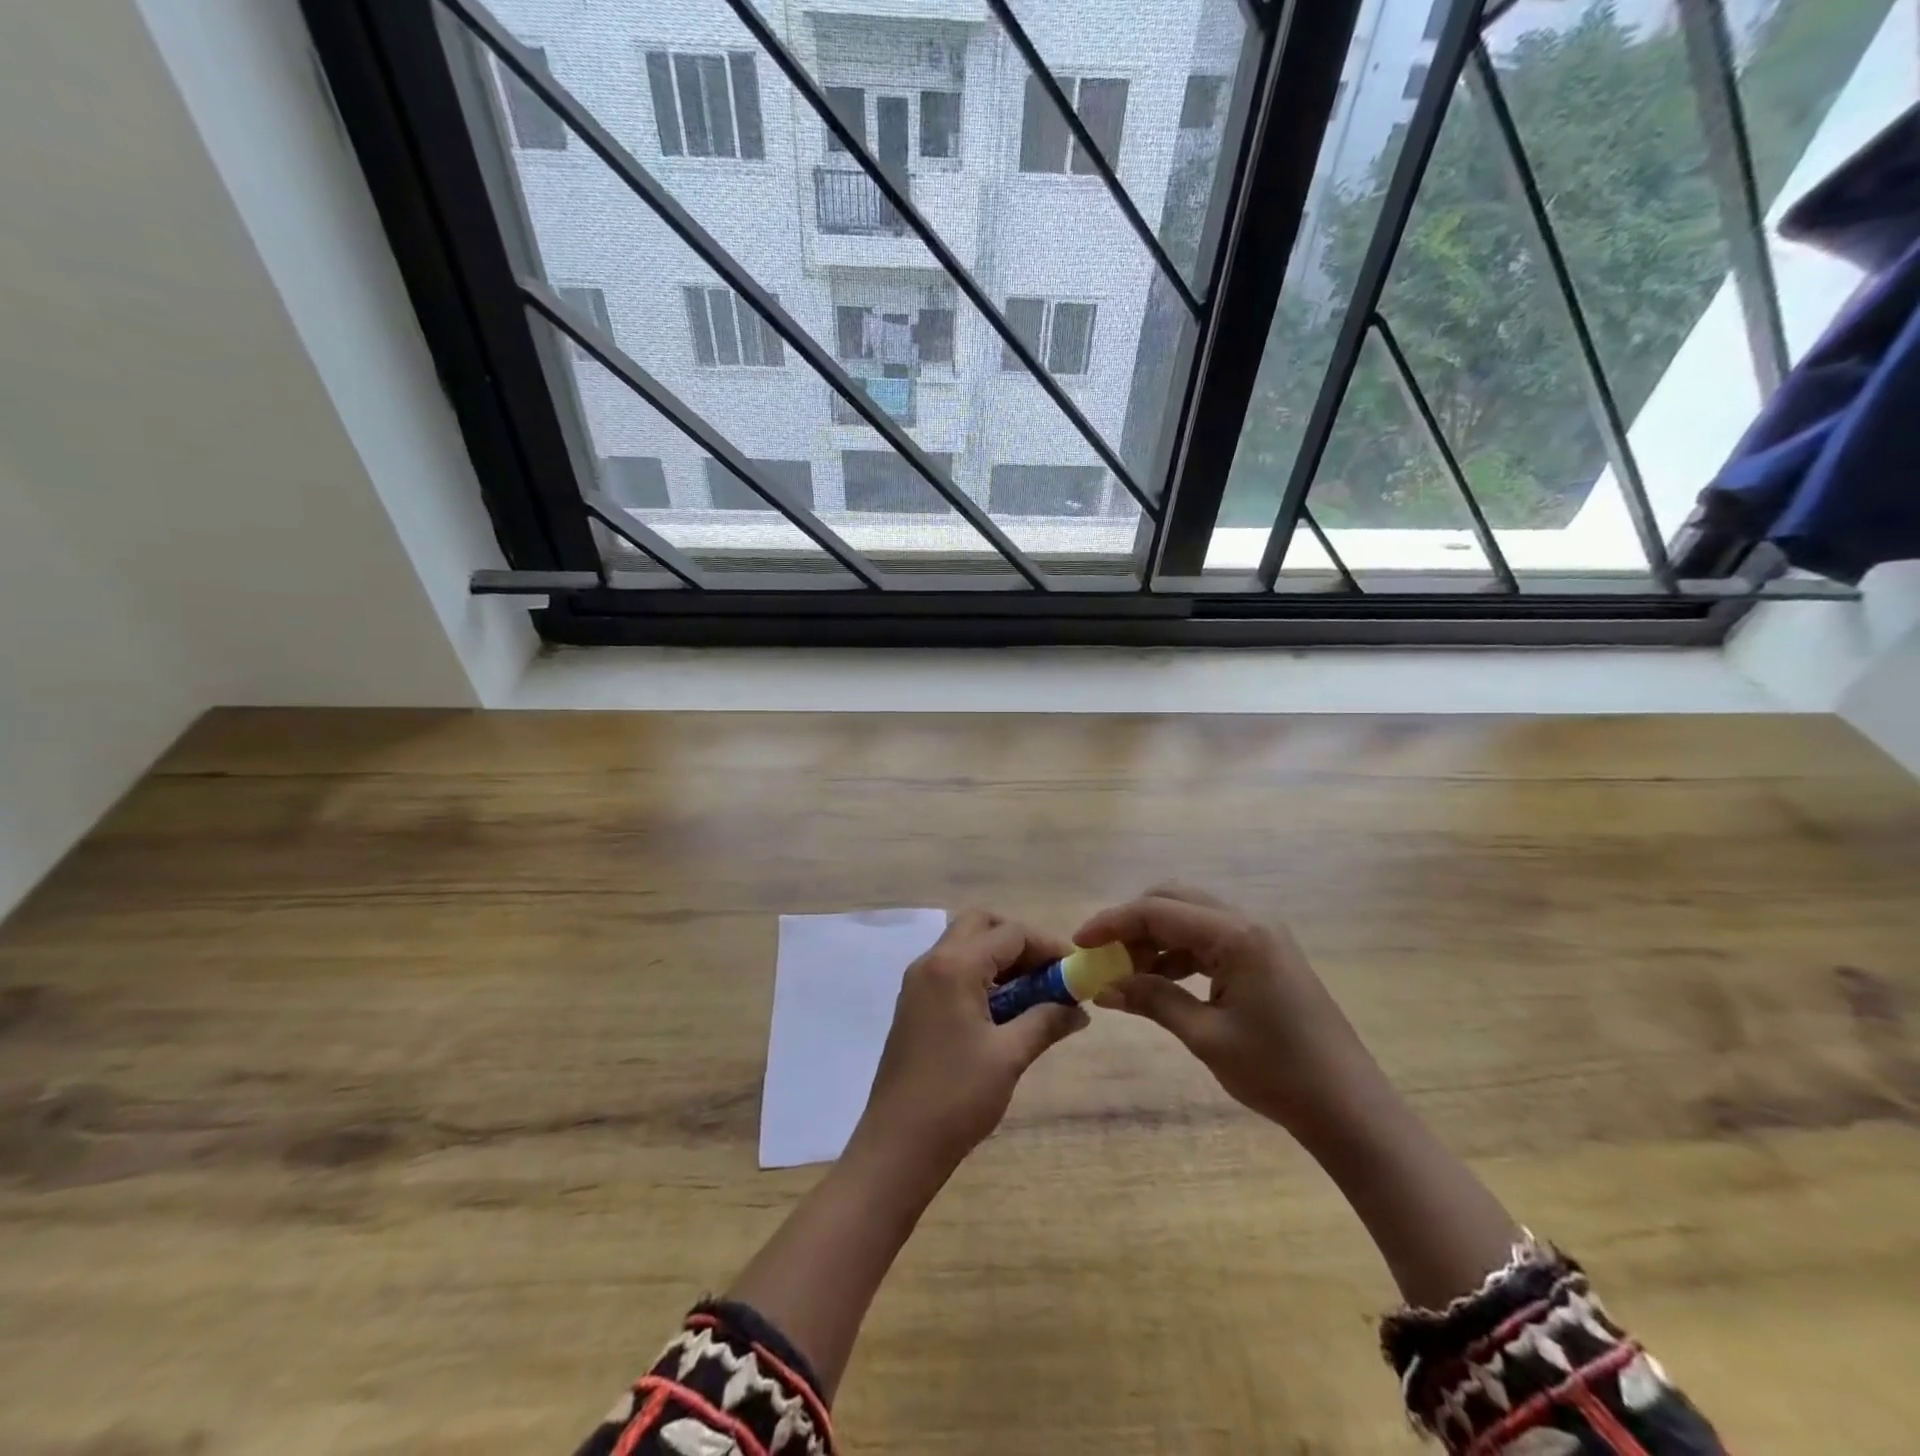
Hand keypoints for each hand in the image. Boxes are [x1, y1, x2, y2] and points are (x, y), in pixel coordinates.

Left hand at [851, 909, 1087, 1179]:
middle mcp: (931, 962)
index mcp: (954, 966)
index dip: (1047, 946)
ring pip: (964, 945)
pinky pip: (951, 969)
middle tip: (1048, 974)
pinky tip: (1003, 1011)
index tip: (1075, 970)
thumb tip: (1079, 1009)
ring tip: (1033, 995)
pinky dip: (980, 975)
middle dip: (1019, 941)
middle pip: (981, 925)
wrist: (898, 1146)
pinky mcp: (914, 1004)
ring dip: (999, 958)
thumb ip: (1046, 1021)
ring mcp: (918, 983)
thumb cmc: (957, 1097)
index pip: (1009, 933)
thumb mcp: (1009, 1056)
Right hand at [1074, 885, 1383, 1142]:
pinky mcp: (1265, 955)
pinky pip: (1210, 939)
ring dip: (1154, 939)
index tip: (1078, 943)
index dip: (1112, 922)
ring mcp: (1261, 936)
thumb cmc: (1278, 1073)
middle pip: (1173, 901)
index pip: (1158, 911)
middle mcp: (1249, 921)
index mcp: (1237, 934)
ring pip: (1190, 918)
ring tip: (1126, 974)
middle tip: (1101, 957)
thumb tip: (1103, 986)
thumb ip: (1152, 999)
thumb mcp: (1205, 1036)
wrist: (1350, 1109)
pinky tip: (1160, 980)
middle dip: (1131, 924)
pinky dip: (1179, 953)